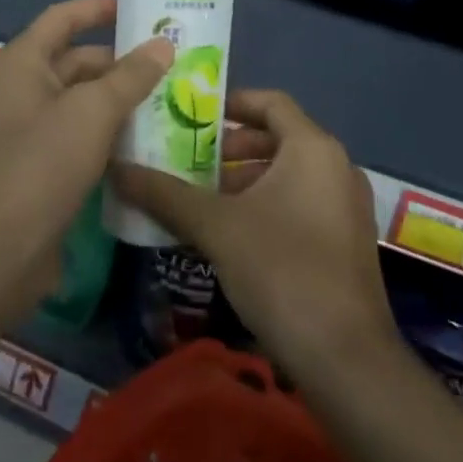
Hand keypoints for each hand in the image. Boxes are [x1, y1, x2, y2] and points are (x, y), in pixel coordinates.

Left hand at [0, 0, 172, 311]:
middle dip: (122, 60)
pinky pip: (85, 134)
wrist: (4, 246)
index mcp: (25, 62)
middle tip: (173, 60)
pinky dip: (113, 130)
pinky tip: (151, 137)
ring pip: (85, 100)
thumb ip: (131, 75)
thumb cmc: (44, 161)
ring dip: (122, 98)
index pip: (63, 18)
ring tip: (173, 95)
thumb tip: (163, 45)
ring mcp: (35, 129)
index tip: (137, 7)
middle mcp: (26, 88)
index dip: (97, 8)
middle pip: (78, 60)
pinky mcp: (46, 165)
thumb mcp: (93, 110)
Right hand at [110, 90, 397, 373]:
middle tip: (190, 162)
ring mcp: (346, 206)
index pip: (270, 102)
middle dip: (231, 147)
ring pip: (289, 174)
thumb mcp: (215, 227)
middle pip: (278, 137)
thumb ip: (164, 194)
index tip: (192, 117)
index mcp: (313, 148)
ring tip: (202, 200)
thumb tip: (116, 169)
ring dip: (245, 179)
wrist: (346, 359)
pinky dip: (267, 204)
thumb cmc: (281, 270)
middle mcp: (337, 166)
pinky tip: (232, 235)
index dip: (230, 103)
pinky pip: (301, 202)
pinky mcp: (346, 241)